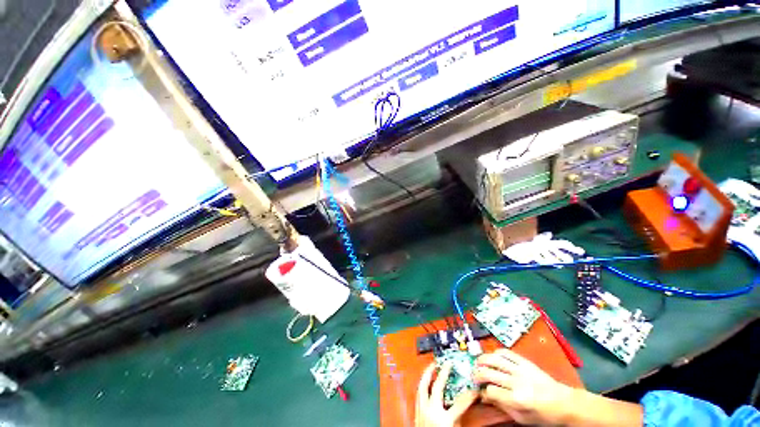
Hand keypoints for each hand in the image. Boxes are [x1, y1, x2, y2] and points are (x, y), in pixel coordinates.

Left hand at [416, 362, 477, 426]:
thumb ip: (459, 416)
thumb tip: (467, 403)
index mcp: (442, 420)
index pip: (459, 404)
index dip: (468, 396)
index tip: (475, 389)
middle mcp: (430, 412)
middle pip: (434, 387)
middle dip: (439, 373)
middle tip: (443, 363)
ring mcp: (421, 412)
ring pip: (421, 387)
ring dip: (426, 375)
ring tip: (431, 368)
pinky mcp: (416, 414)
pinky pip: (418, 395)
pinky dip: (422, 386)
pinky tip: (424, 384)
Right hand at [473, 349, 573, 424]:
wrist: (564, 402)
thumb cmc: (543, 415)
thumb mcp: (523, 419)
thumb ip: (503, 407)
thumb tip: (486, 397)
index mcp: (517, 399)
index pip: (491, 391)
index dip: (483, 392)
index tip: (481, 393)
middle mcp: (516, 381)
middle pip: (489, 373)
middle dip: (477, 374)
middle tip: (474, 376)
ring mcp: (520, 369)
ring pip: (494, 359)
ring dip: (483, 360)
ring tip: (478, 363)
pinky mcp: (524, 361)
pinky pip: (507, 353)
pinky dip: (497, 353)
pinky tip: (492, 356)